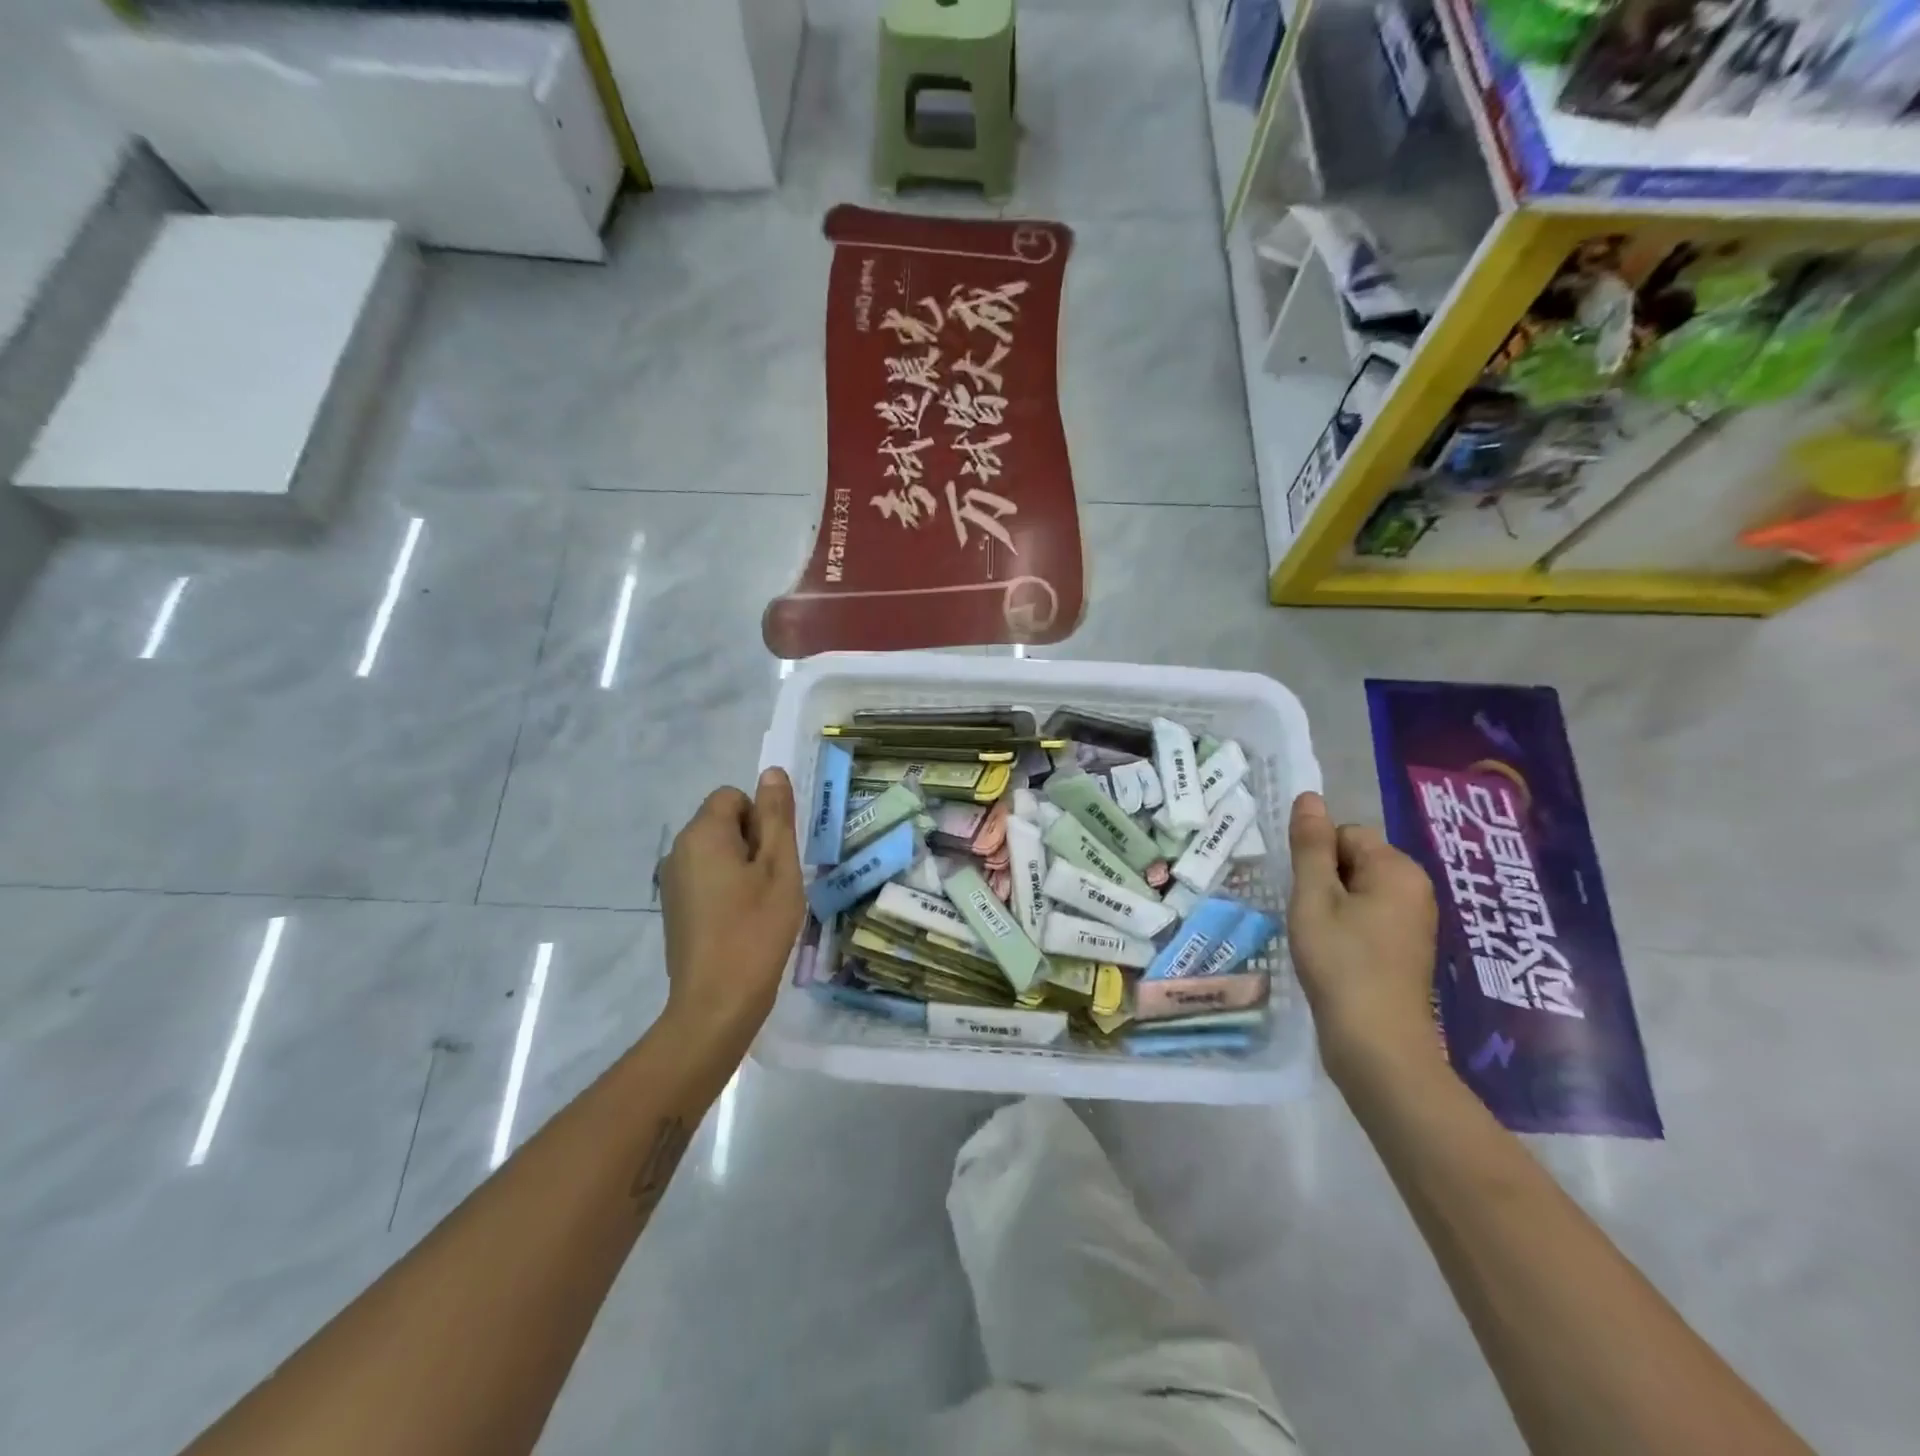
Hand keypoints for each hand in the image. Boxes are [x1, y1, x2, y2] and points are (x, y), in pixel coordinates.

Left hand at [658, 769, 804, 1048]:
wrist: (717, 1002)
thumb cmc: (756, 928)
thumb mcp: (779, 867)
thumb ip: (776, 816)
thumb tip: (771, 772)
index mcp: (702, 834)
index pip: (733, 797)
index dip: (761, 819)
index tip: (774, 857)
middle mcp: (678, 850)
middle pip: (723, 823)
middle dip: (753, 842)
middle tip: (773, 882)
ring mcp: (672, 881)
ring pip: (717, 852)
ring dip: (742, 867)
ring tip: (761, 905)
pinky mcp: (674, 908)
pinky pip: (706, 878)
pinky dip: (727, 888)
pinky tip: (742, 921)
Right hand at [1286, 792, 1443, 1089]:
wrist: (1376, 1044)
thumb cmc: (1341, 962)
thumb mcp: (1314, 897)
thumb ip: (1311, 845)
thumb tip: (1309, 797)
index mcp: (1398, 869)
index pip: (1345, 834)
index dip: (1317, 861)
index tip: (1307, 896)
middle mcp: (1415, 888)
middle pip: (1353, 860)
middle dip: (1325, 882)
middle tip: (1311, 919)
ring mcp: (1414, 921)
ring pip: (1357, 890)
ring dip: (1332, 907)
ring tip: (1320, 939)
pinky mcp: (1406, 948)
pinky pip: (1368, 917)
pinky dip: (1346, 928)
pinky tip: (1335, 956)